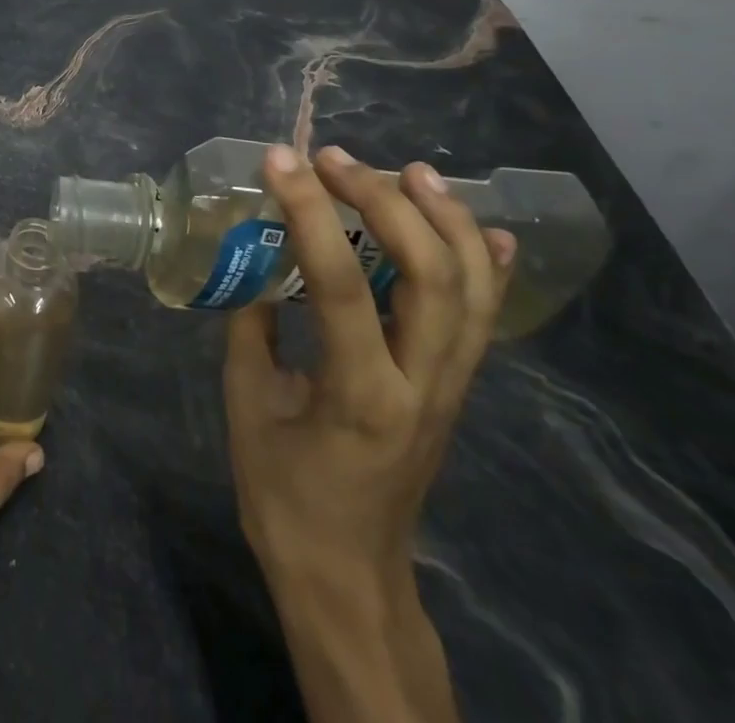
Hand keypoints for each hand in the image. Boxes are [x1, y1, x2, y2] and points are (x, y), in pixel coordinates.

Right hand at [224, 143, 513, 721]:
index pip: (341, 283)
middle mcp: (422, 385)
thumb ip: (252, 325)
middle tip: (337, 160)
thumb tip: (256, 259)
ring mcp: (450, 388)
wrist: (348, 573)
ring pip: (472, 289)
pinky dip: (488, 264)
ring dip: (446, 219)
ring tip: (411, 169)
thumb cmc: (285, 495)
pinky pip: (483, 318)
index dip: (309, 211)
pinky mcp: (456, 389)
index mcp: (360, 394)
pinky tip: (481, 225)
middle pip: (432, 275)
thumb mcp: (246, 405)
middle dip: (386, 202)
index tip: (279, 160)